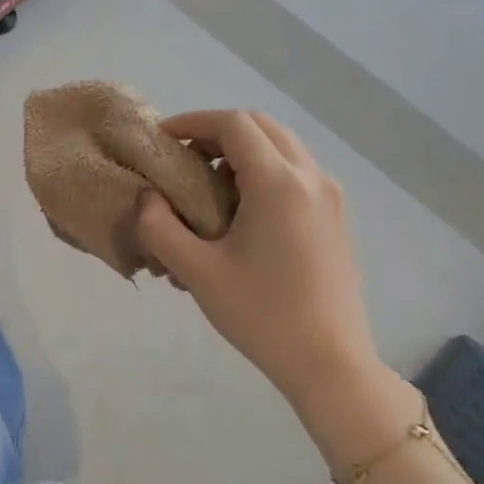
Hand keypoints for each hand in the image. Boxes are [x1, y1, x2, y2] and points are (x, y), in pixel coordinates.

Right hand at [137, 110, 382, 410]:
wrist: (329, 361)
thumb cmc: (260, 314)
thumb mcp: (197, 272)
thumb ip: (160, 227)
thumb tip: (147, 197)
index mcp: (278, 183)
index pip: (234, 124)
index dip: (193, 122)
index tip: (162, 138)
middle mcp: (310, 177)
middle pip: (262, 126)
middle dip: (218, 131)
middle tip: (183, 157)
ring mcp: (330, 196)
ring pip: (283, 146)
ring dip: (243, 150)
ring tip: (208, 182)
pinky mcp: (335, 216)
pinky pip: (297, 171)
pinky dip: (265, 169)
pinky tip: (241, 208)